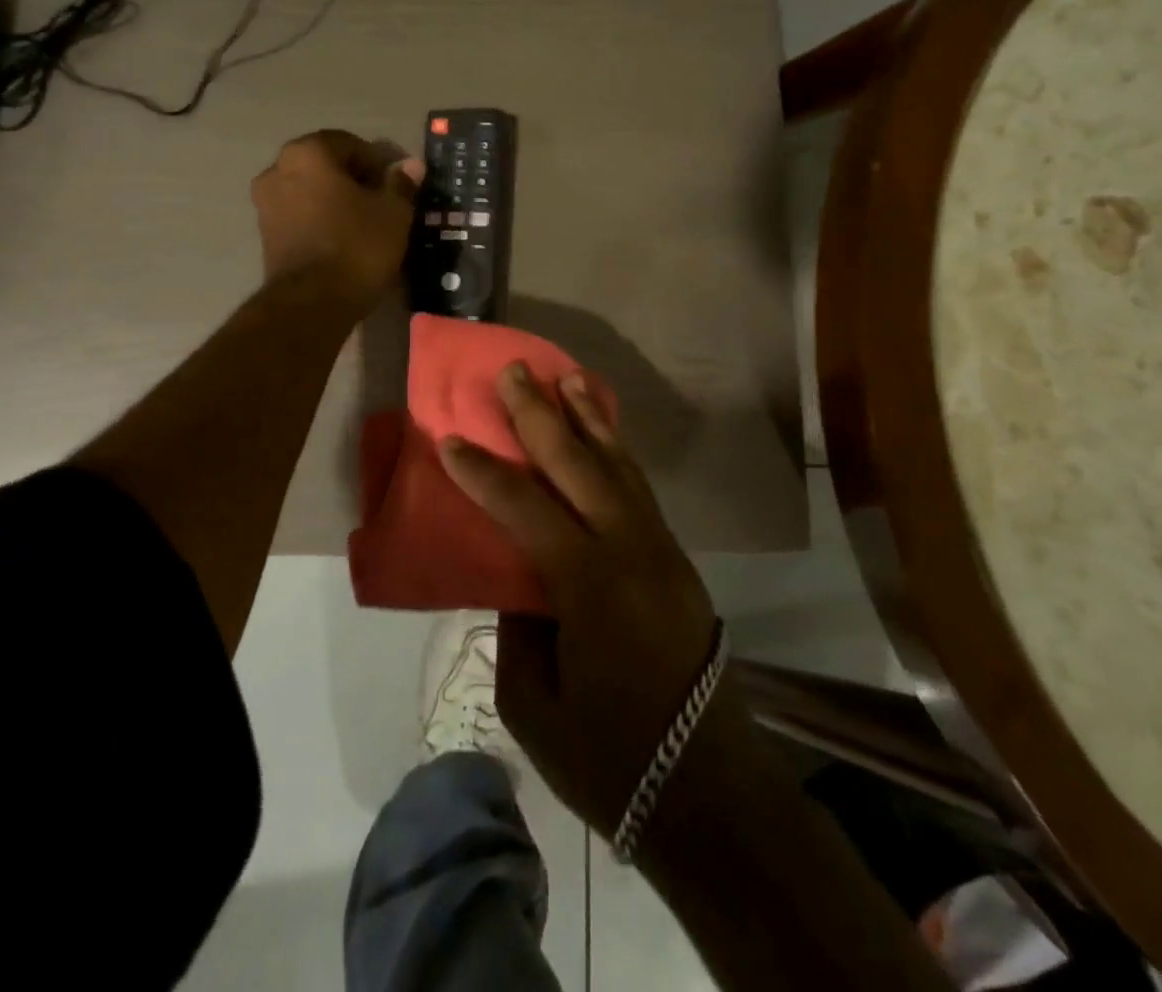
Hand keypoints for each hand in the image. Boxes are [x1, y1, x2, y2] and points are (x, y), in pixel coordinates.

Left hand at [251, 130, 422, 307]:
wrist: (312, 302)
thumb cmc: (357, 246)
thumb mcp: (393, 213)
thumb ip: (400, 184)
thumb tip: (410, 166)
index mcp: (308, 153)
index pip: (350, 144)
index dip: (378, 162)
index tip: (397, 185)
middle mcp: (278, 169)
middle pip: (326, 165)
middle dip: (354, 180)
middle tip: (383, 203)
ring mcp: (265, 203)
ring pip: (311, 191)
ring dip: (335, 200)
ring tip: (364, 224)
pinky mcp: (265, 234)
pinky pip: (300, 215)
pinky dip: (320, 220)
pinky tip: (343, 239)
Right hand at [438, 365, 756, 839]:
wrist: (709, 791)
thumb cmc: (610, 758)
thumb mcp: (533, 701)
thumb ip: (519, 626)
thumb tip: (519, 581)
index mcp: (588, 584)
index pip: (525, 508)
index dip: (484, 472)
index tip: (451, 438)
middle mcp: (629, 549)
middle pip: (578, 464)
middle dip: (540, 414)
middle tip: (514, 371)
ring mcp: (659, 549)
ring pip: (618, 465)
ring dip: (589, 418)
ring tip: (567, 378)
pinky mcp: (675, 559)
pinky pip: (638, 488)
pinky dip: (616, 451)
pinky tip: (603, 435)